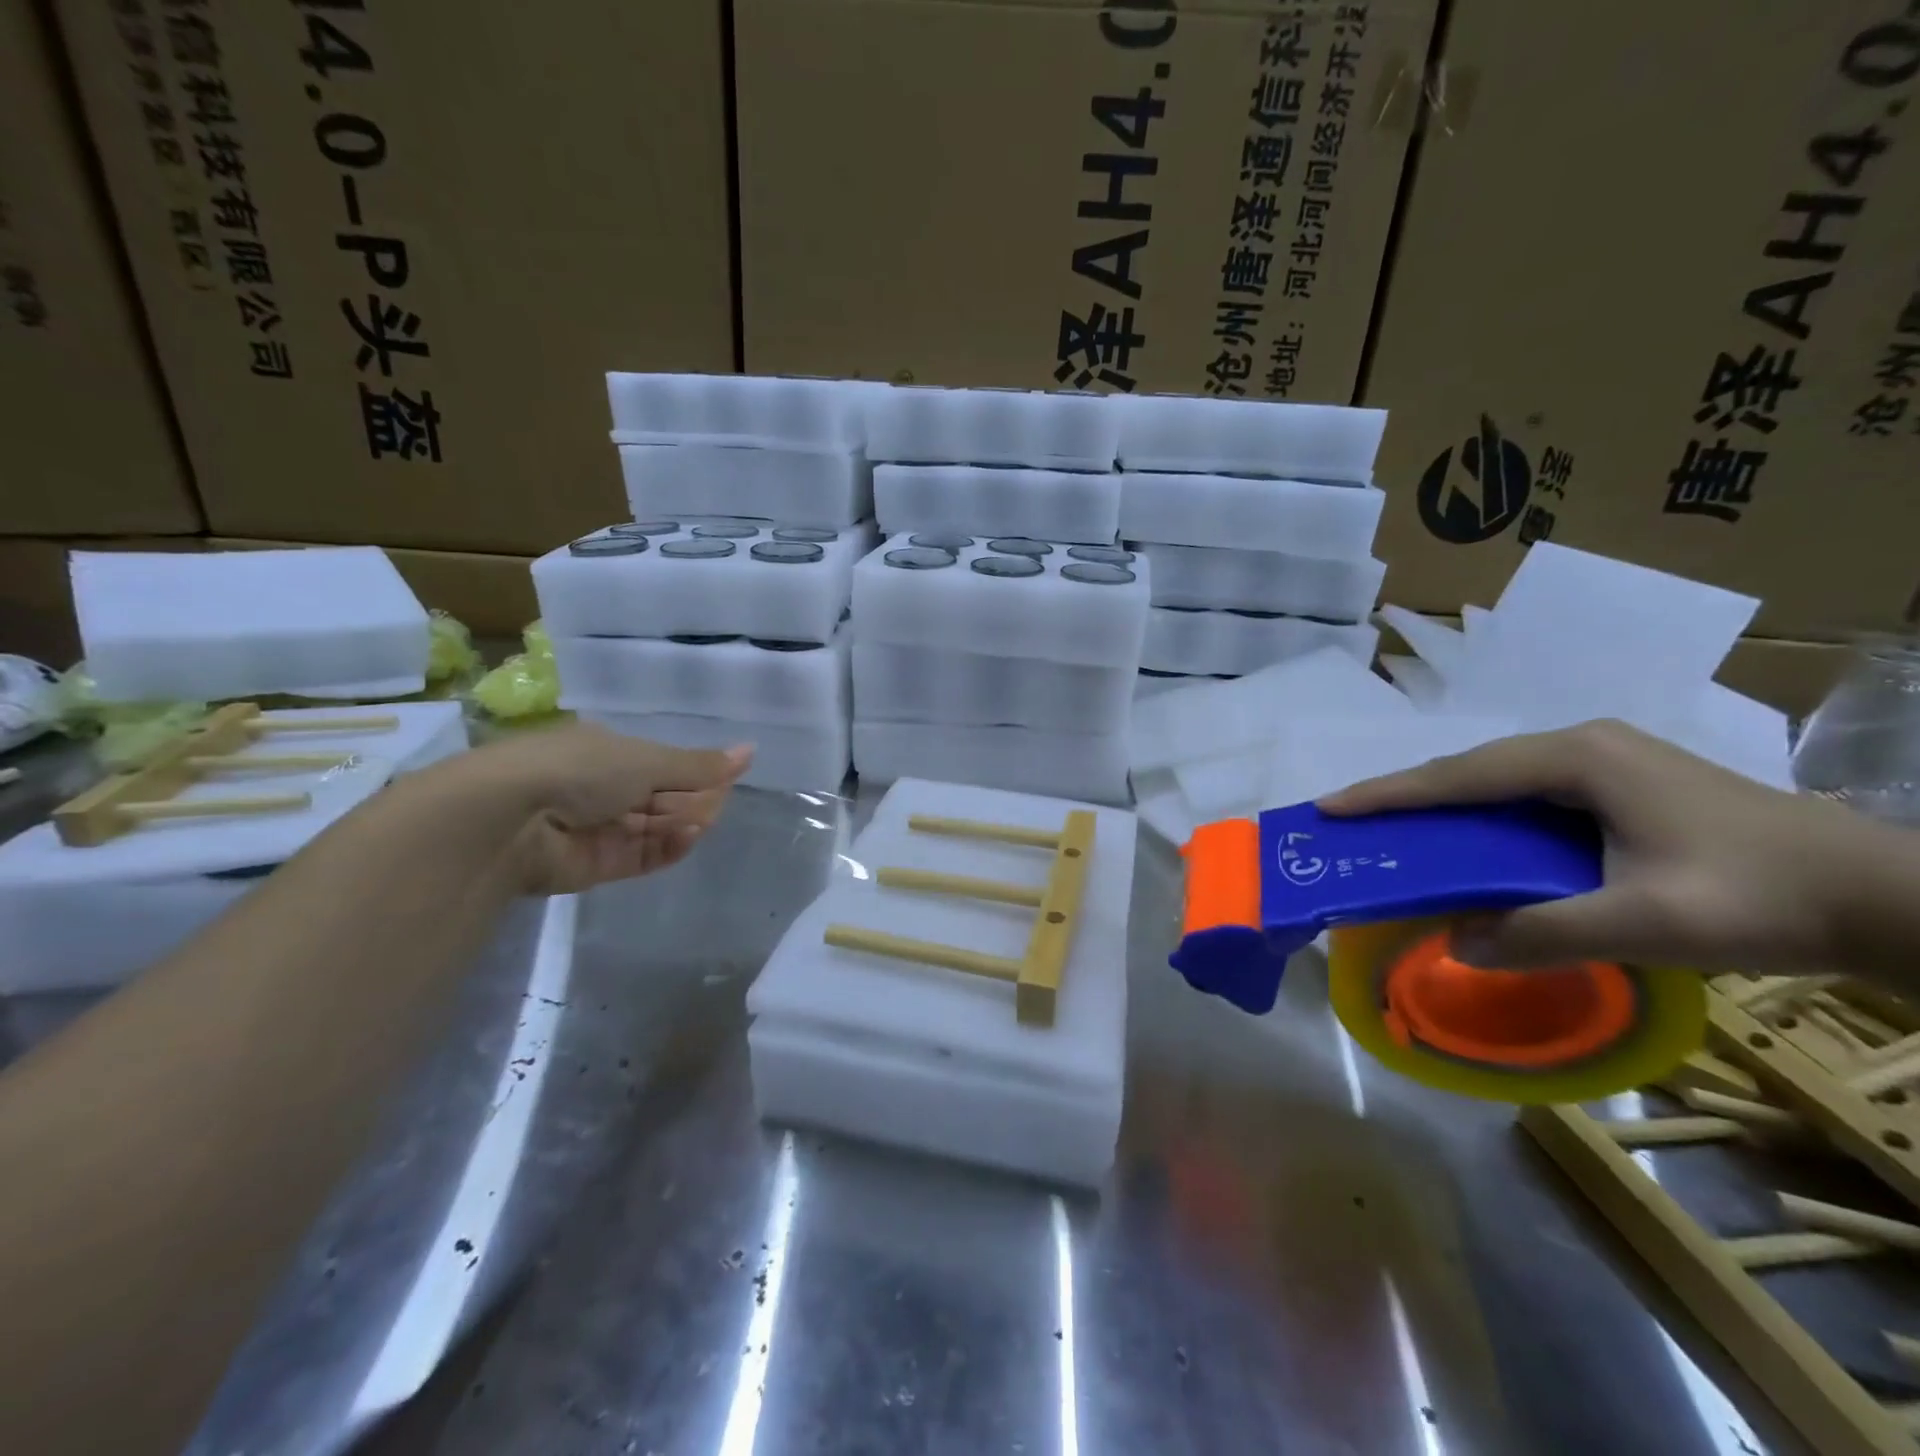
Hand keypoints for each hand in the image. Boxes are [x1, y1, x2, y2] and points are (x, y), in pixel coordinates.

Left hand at [446, 722, 752, 893]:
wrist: (509, 817)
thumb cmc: (581, 769)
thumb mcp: (648, 760)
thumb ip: (699, 765)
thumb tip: (750, 751)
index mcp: (608, 752)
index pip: (663, 764)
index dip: (695, 772)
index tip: (725, 779)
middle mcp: (600, 788)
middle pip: (661, 798)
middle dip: (692, 800)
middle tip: (717, 804)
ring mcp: (596, 828)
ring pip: (654, 828)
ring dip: (683, 824)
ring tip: (703, 822)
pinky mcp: (594, 866)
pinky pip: (640, 856)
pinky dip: (667, 848)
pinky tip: (687, 838)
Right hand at [1317, 719, 1876, 974]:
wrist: (1883, 894)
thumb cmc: (1759, 896)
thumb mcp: (1647, 924)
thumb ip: (1545, 933)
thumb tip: (1458, 945)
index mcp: (1576, 760)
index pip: (1458, 776)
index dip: (1388, 794)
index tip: (1329, 808)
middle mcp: (1580, 746)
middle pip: (1469, 771)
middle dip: (1406, 797)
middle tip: (1353, 823)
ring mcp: (1603, 760)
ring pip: (1496, 782)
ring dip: (1444, 807)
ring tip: (1398, 834)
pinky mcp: (1619, 783)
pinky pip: (1525, 795)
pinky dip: (1483, 818)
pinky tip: (1471, 843)